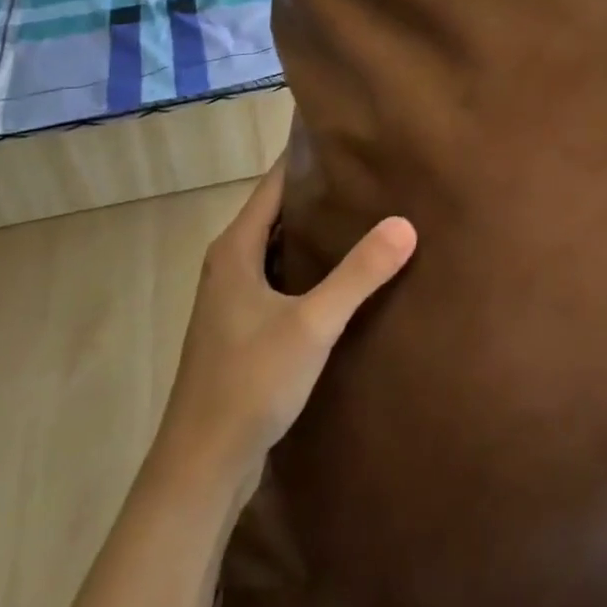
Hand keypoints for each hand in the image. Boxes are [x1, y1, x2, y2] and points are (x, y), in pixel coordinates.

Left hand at [163, 157, 416, 474]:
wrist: (201, 467)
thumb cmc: (250, 383)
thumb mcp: (312, 324)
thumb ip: (358, 274)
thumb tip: (405, 223)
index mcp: (235, 249)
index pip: (274, 183)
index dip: (306, 158)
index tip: (347, 138)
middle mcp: (229, 265)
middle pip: (278, 212)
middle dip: (320, 192)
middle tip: (370, 174)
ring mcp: (233, 299)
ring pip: (280, 247)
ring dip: (316, 232)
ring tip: (366, 214)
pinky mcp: (242, 329)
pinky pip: (281, 278)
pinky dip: (309, 266)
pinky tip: (344, 275)